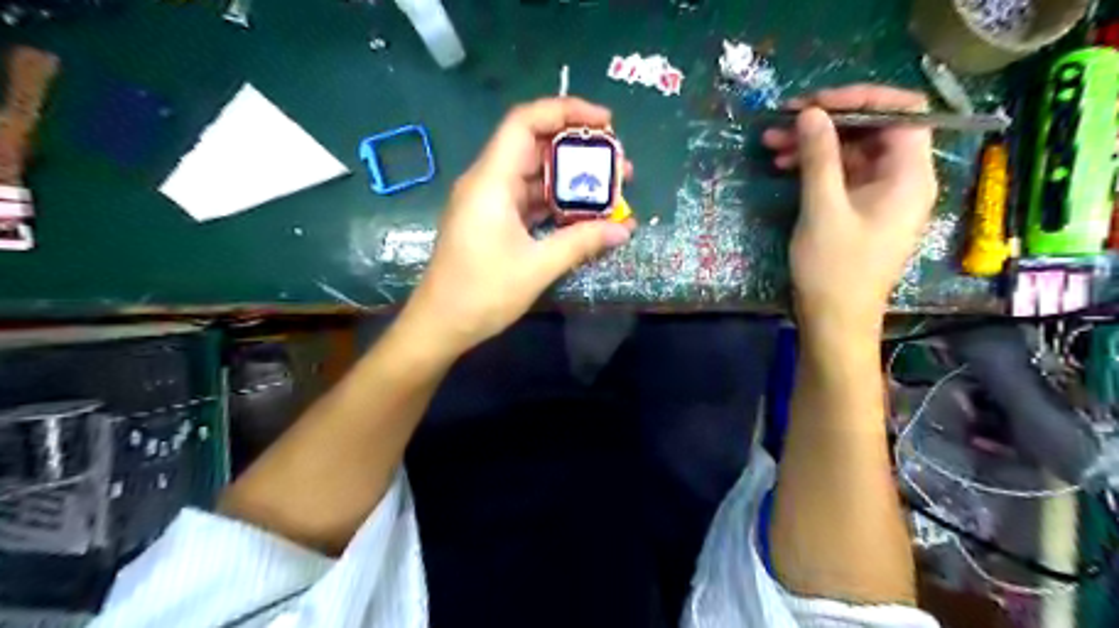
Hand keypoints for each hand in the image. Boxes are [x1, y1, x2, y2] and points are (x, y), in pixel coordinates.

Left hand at [403, 97, 633, 353]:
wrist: (440, 325)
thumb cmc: (483, 292)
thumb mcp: (538, 266)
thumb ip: (582, 242)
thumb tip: (624, 230)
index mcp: (491, 181)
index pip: (526, 122)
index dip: (566, 111)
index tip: (606, 123)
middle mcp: (488, 182)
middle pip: (534, 146)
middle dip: (578, 150)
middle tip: (618, 164)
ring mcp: (489, 202)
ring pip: (534, 176)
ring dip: (570, 180)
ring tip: (610, 190)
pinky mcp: (492, 221)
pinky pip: (527, 200)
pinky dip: (555, 202)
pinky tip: (582, 213)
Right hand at [766, 87, 936, 336]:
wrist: (835, 323)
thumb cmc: (834, 270)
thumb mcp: (822, 210)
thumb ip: (819, 158)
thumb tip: (811, 114)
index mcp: (909, 176)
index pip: (901, 112)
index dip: (860, 98)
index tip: (814, 103)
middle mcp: (903, 180)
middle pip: (872, 130)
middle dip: (827, 122)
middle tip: (783, 121)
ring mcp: (881, 196)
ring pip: (852, 152)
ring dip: (814, 144)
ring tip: (771, 143)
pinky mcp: (861, 211)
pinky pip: (842, 175)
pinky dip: (815, 167)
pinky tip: (784, 166)